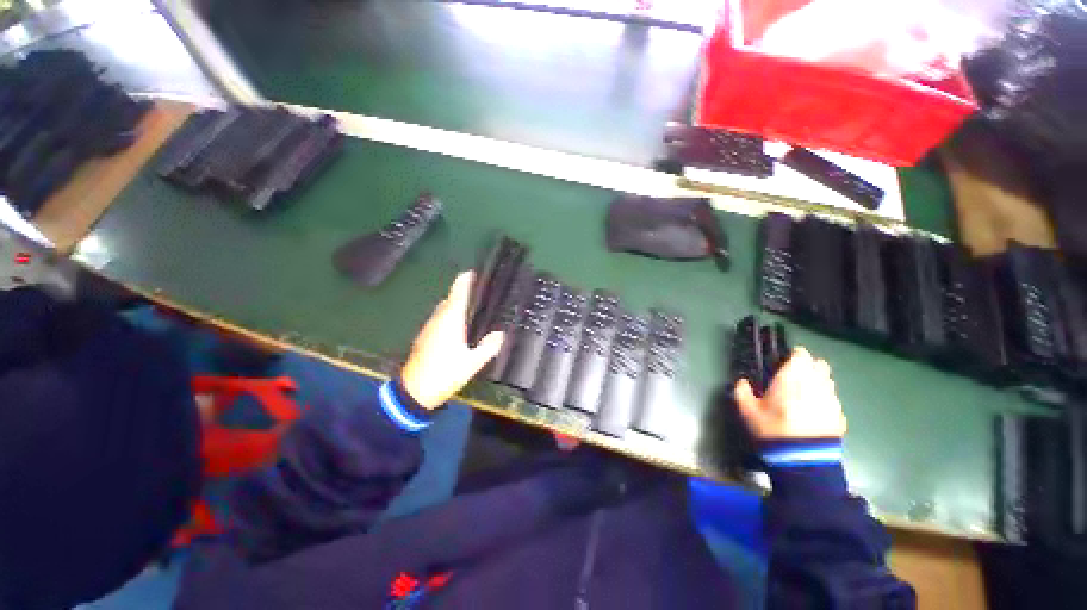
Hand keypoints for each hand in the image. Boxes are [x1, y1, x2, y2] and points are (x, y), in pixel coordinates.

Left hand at [401, 272, 504, 409]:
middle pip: (450, 299)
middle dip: (461, 294)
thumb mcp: (472, 363)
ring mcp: (428, 328)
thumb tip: (500, 334)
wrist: (414, 392)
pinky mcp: (423, 337)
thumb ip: (488, 347)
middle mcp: (438, 319)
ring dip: (454, 306)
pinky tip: (456, 330)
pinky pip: (438, 320)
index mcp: (451, 320)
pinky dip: (448, 318)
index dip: (464, 281)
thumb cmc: (445, 373)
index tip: (472, 273)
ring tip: (470, 312)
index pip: (458, 293)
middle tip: (478, 296)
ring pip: (442, 310)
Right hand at [733, 347, 846, 440]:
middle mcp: (815, 383)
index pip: (800, 355)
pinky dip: (825, 400)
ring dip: (818, 382)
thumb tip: (741, 382)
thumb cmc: (772, 429)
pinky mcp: (840, 416)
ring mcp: (831, 400)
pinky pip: (833, 400)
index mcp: (792, 378)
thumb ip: (742, 392)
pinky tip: (814, 411)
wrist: (803, 460)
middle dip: (809, 366)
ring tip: (805, 393)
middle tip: (795, 375)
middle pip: (819, 365)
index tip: (785, 361)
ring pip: (828, 381)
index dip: (794, 355)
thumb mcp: (747, 411)